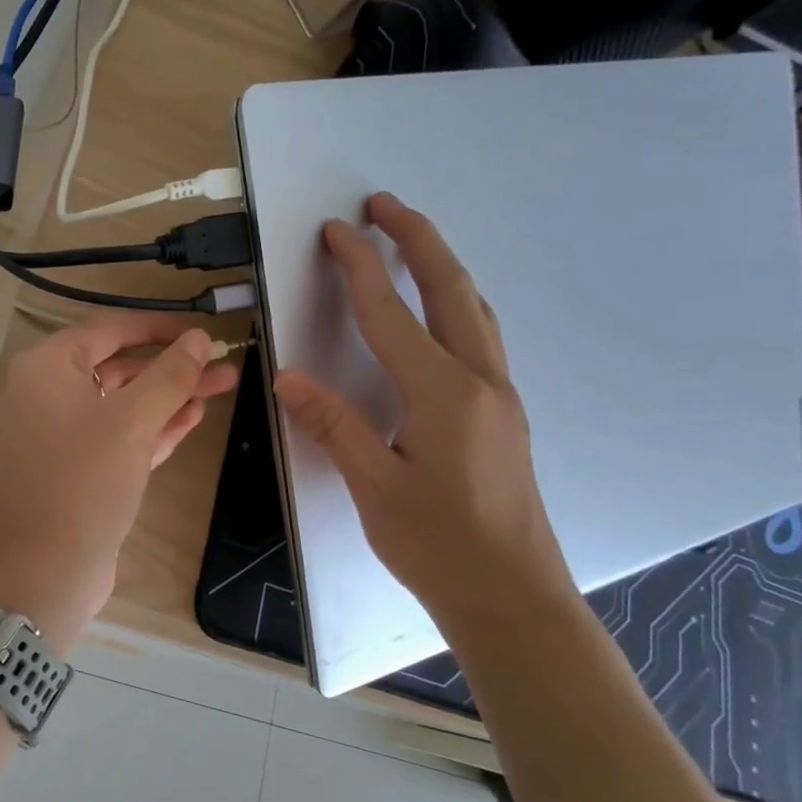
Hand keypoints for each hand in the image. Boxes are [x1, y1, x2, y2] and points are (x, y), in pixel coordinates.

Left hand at [0, 313, 238, 643]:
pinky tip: (193, 417)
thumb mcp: (133, 422)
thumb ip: (169, 375)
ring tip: (222, 386)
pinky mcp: (77, 467)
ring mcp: (60, 433)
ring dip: (168, 396)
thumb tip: (199, 339)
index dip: (158, 327)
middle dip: (171, 366)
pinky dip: (152, 426)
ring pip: (122, 402)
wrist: (48, 569)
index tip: (201, 331)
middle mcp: (46, 393)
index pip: (108, 330)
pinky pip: (118, 434)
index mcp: (46, 368)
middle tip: (223, 365)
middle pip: (118, 365)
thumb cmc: (85, 482)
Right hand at [272, 192, 577, 631]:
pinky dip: (455, 300)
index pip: (391, 313)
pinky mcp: (504, 413)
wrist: (513, 597)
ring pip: (475, 308)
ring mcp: (500, 395)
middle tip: (384, 205)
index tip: (336, 230)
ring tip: (411, 242)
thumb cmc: (439, 545)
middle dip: (417, 239)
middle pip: (451, 289)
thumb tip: (288, 376)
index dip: (360, 268)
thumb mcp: (374, 486)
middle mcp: (480, 380)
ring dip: (441, 265)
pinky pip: (480, 334)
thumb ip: (333, 424)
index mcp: (443, 394)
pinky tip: (441, 311)